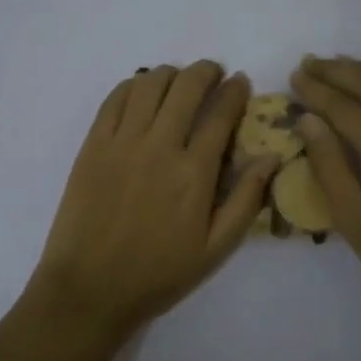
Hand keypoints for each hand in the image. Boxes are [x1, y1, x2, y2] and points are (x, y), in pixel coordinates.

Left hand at [26, 62, 277, 339]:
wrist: (89, 288)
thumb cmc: (157, 274)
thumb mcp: (215, 249)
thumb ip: (246, 200)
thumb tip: (271, 157)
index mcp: (194, 172)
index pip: (221, 113)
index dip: (235, 91)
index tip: (241, 83)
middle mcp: (160, 145)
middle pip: (187, 86)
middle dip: (206, 71)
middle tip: (214, 73)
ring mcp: (122, 141)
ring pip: (150, 84)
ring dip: (171, 73)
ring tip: (180, 80)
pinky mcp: (93, 144)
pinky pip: (115, 98)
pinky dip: (134, 85)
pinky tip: (143, 90)